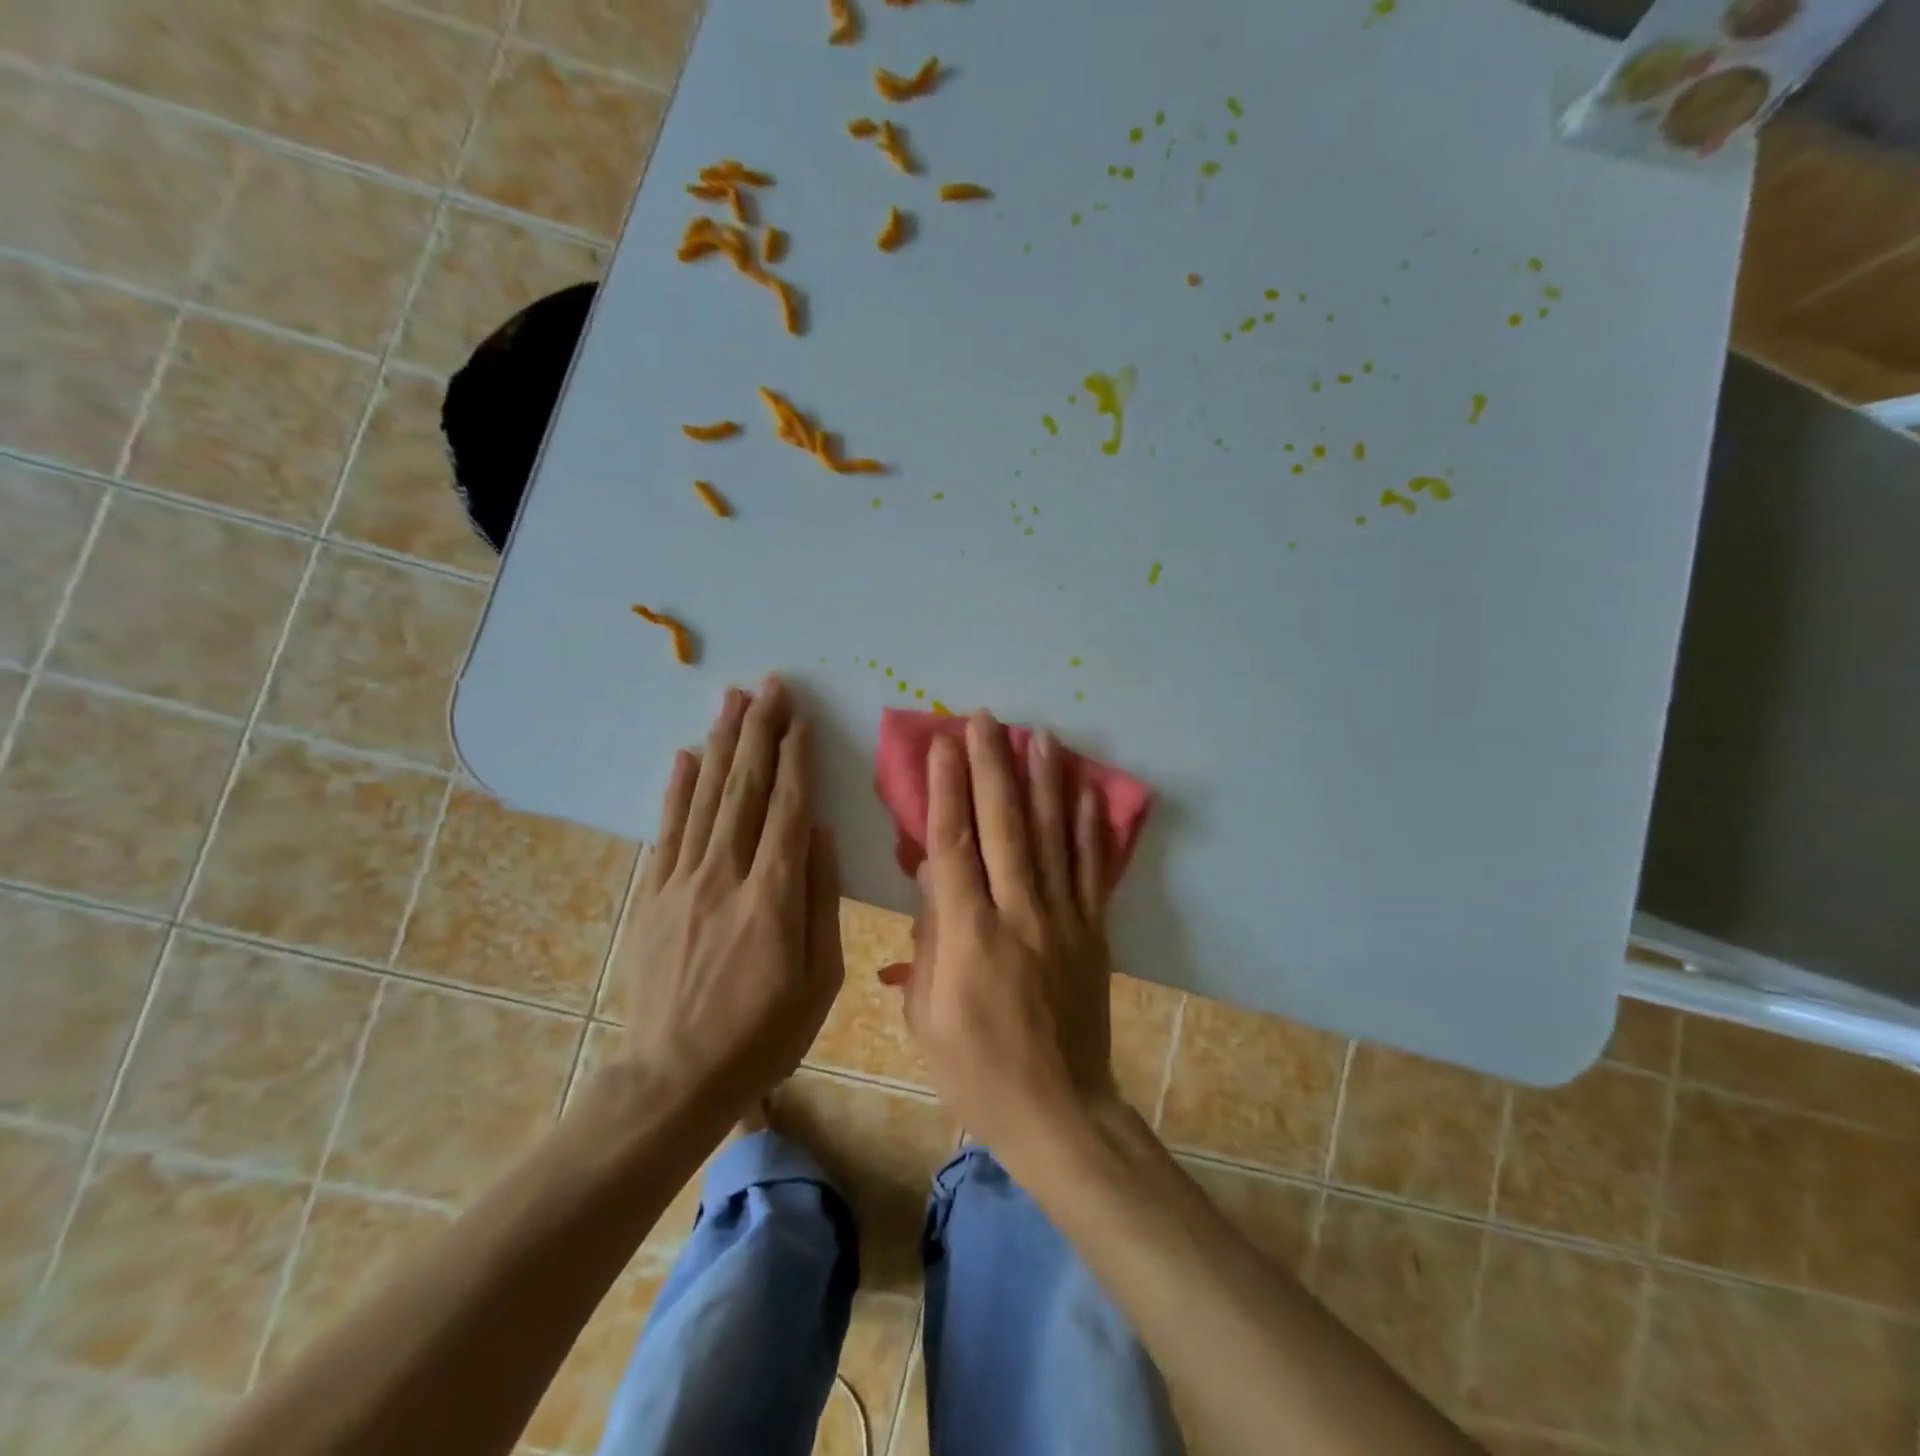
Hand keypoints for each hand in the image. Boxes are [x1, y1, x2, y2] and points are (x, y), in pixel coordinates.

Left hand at [611, 679, 843, 1116]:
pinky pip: (666, 831)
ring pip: (706, 798)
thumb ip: (822, 899)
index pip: (789, 808)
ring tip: (732, 701)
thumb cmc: (764, 1035)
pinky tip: (686, 757)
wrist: (675, 1079)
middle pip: (746, 789)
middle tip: (770, 686)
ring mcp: (682, 883)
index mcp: (774, 896)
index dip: (797, 758)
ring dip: (722, 744)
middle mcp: (726, 875)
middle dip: (760, 732)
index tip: (801, 719)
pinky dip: (677, 790)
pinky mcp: (652, 897)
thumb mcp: (820, 979)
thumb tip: (822, 833)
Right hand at [881, 712, 1117, 1156]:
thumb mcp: (924, 1014)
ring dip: (1043, 781)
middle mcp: (1018, 914)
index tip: (942, 746)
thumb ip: (926, 938)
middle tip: (984, 719)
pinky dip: (1090, 826)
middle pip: (1003, 826)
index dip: (946, 790)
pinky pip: (1092, 869)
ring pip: (1052, 835)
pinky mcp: (1093, 931)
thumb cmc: (975, 1069)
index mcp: (968, 936)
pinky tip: (1087, 789)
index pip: (954, 846)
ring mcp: (1063, 919)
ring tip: (1038, 735)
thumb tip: (930, 876)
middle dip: (991, 766)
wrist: (1058, 1110)